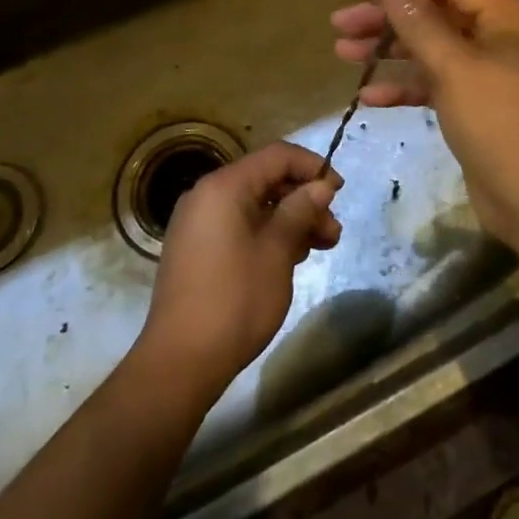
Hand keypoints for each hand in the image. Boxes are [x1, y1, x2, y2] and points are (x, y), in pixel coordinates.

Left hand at [137, 142, 342, 404]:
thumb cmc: (235, 300)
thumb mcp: (277, 252)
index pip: (277, 156)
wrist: (180, 362)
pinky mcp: (196, 249)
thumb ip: (300, 211)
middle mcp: (207, 195)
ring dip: (290, 220)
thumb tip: (320, 186)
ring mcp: (198, 223)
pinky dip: (267, 234)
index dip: (312, 167)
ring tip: (320, 247)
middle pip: (266, 180)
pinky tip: (291, 258)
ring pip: (255, 206)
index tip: (339, 192)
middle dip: (304, 200)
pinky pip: (239, 226)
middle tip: (333, 231)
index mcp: (224, 186)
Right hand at [330, 0, 518, 246]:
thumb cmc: (495, 120)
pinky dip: (405, 86)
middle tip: (341, 23)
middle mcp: (499, 37)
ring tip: (342, 51)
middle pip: (436, 14)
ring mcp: (488, 73)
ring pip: (431, 49)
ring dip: (389, 51)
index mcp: (506, 16)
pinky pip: (435, 83)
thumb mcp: (451, 65)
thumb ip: (418, 19)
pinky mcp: (476, 105)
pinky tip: (367, 97)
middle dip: (388, 19)